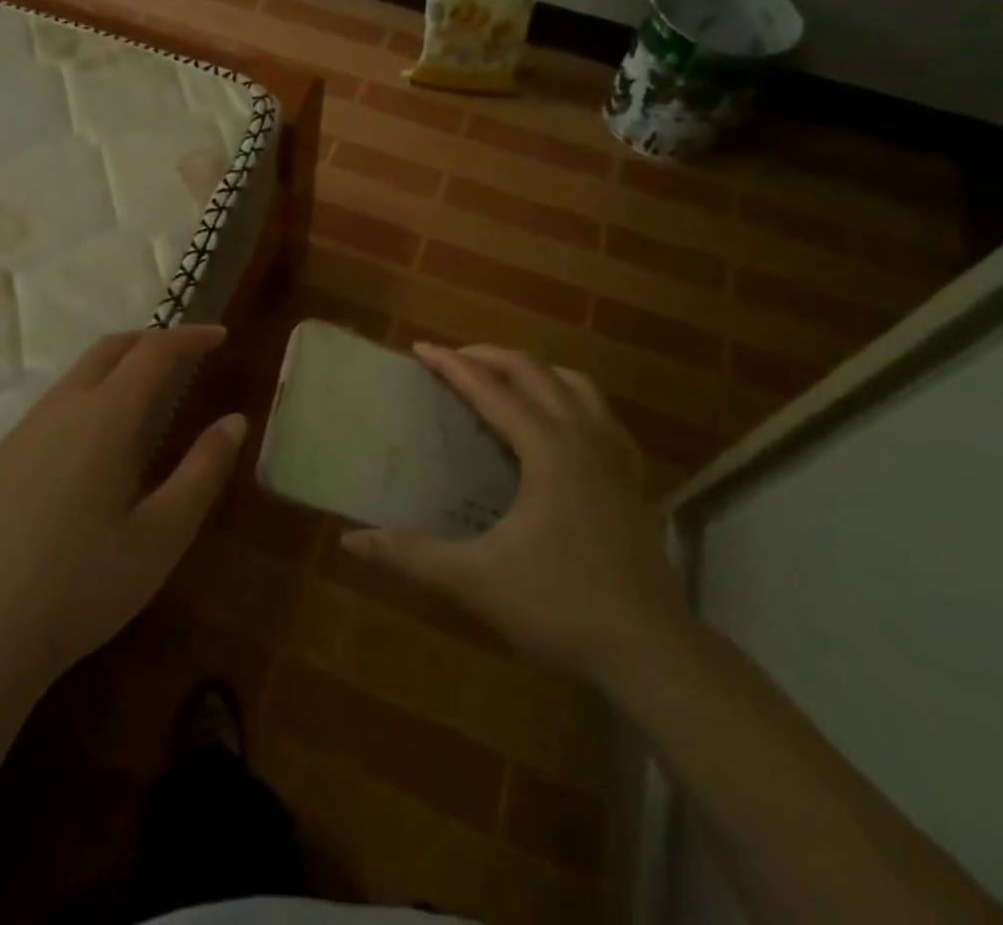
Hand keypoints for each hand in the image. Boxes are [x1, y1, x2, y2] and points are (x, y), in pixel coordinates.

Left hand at [0, 325, 245, 695]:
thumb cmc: (83, 587)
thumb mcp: (163, 535)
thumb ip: (203, 470)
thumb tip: (235, 420)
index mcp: (103, 419)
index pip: (153, 352)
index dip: (190, 337)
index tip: (221, 336)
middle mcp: (59, 410)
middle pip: (110, 349)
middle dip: (153, 340)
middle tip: (188, 354)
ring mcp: (22, 434)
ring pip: (77, 375)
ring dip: (119, 367)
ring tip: (150, 394)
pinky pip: (53, 406)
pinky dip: (90, 396)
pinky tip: (97, 445)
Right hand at [343, 343, 690, 689]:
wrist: (651, 652)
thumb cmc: (561, 608)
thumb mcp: (476, 581)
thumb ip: (411, 557)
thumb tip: (350, 540)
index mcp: (547, 448)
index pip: (490, 389)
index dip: (451, 365)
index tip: (420, 349)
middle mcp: (583, 436)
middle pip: (533, 370)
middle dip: (488, 356)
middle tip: (452, 359)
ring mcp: (615, 454)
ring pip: (575, 384)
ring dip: (534, 371)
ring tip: (503, 380)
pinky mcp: (633, 477)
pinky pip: (601, 414)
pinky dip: (572, 399)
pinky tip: (560, 424)